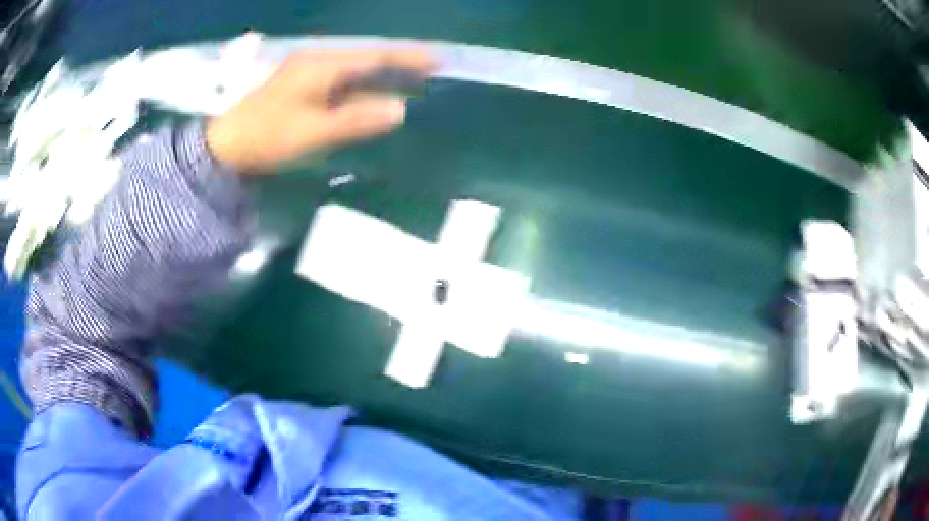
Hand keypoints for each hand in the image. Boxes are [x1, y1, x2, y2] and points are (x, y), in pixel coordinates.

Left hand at [206, 47, 434, 171]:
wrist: (226, 147)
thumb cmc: (268, 138)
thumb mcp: (313, 132)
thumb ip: (357, 119)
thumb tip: (400, 109)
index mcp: (321, 65)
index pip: (374, 56)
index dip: (407, 56)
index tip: (438, 59)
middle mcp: (316, 60)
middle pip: (366, 56)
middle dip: (399, 60)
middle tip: (429, 69)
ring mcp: (307, 70)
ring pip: (354, 66)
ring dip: (381, 71)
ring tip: (409, 78)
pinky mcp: (301, 84)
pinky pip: (341, 78)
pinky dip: (362, 83)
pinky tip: (372, 90)